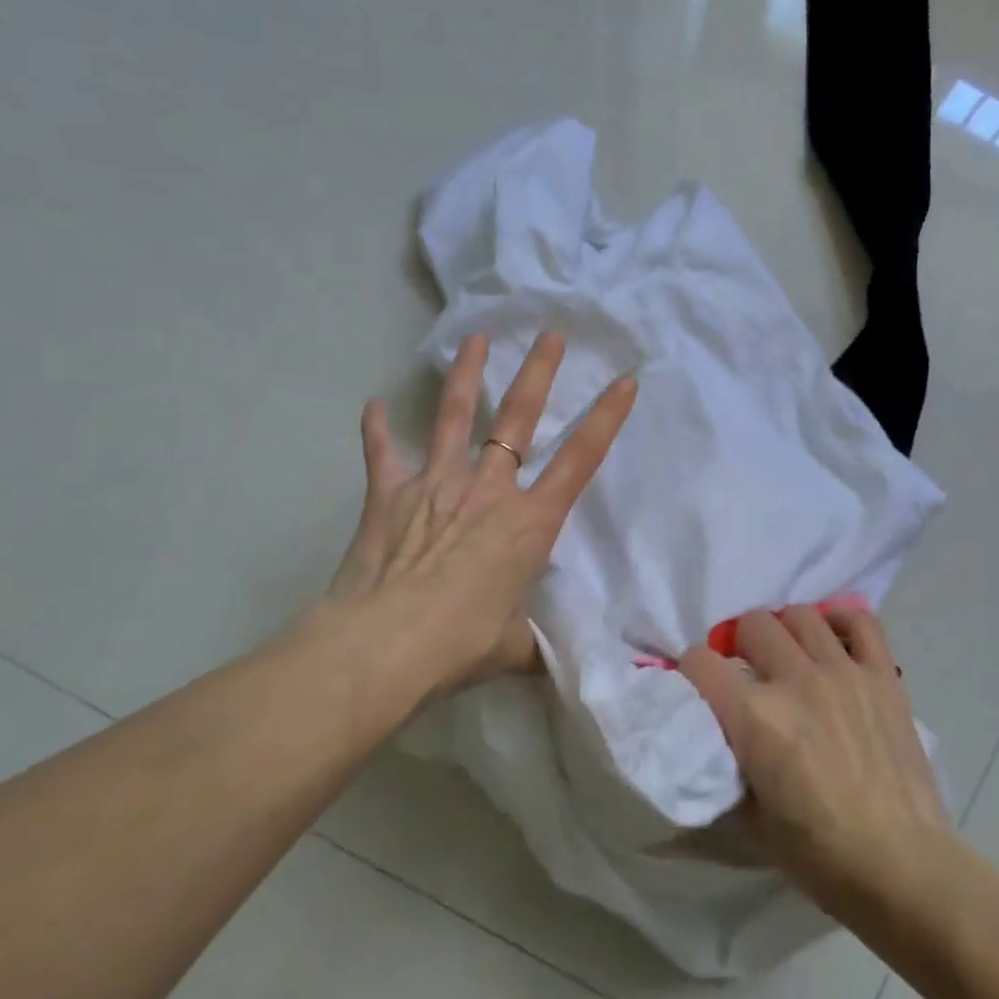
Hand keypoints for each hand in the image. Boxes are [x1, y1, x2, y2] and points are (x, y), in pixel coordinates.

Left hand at [321, 330, 635, 699]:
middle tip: (550, 335)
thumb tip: (544, 663)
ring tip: (475, 339)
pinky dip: (378, 429)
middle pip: (518, 418)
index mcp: (529, 522)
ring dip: (465, 375)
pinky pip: (383, 452)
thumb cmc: (461, 644)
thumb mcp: (513, 649)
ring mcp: (436, 484)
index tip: (625, 381)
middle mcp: (488, 490)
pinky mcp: (388, 494)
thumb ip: (531, 645)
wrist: (385, 646)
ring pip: (455, 417)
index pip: (580, 459)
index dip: (607, 418)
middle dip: (538, 373)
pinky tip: (374, 404)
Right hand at [681, 606, 952, 928]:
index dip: (690, 672)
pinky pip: (861, 622)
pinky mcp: (882, 676)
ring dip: (784, 632)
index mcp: (755, 717)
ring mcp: (843, 672)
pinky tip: (832, 643)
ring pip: (799, 615)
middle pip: (750, 624)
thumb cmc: (819, 854)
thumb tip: (716, 731)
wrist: (902, 867)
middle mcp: (796, 680)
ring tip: (788, 658)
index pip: (699, 661)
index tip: (698, 688)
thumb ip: (727, 761)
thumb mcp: (749, 817)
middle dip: (737, 646)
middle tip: (746, 674)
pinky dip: (841, 622)